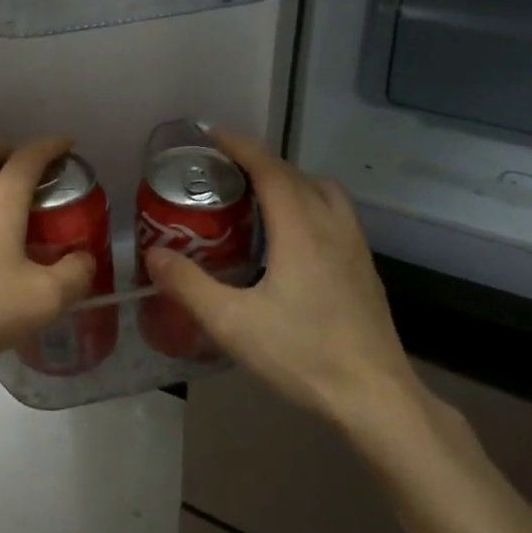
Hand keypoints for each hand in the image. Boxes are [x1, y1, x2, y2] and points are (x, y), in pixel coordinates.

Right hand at [142, 131, 427, 436]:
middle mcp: (331, 227)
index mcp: (301, 230)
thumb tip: (153, 254)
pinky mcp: (365, 269)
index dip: (240, 145)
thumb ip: (189, 286)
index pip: (269, 169)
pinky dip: (310, 204)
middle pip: (296, 174)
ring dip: (291, 181)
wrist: (378, 399)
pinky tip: (292, 240)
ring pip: (323, 192)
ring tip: (259, 198)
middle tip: (225, 170)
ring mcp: (355, 247)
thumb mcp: (233, 323)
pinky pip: (335, 214)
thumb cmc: (304, 355)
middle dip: (260, 162)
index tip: (211, 133)